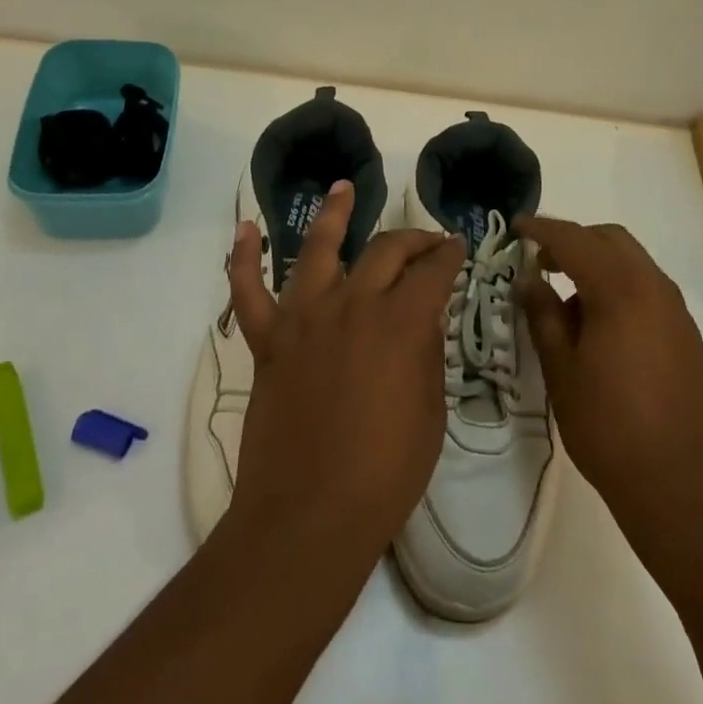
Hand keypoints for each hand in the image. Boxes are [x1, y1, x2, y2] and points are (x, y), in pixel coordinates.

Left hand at [223, 180, 463, 569]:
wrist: (310, 516)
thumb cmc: (385, 473)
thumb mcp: (429, 412)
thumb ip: (425, 354)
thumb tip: (422, 319)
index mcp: (400, 322)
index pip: (433, 271)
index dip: (450, 255)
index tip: (458, 247)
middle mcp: (353, 304)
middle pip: (385, 251)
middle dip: (412, 240)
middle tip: (427, 241)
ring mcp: (304, 318)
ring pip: (318, 249)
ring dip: (334, 215)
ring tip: (344, 188)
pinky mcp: (268, 340)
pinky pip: (249, 291)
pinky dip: (244, 258)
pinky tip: (246, 228)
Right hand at [516, 217, 702, 552]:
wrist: (680, 485)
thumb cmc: (608, 426)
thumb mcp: (561, 370)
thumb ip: (543, 315)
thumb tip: (530, 280)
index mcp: (619, 289)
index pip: (573, 239)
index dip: (541, 229)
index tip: (516, 227)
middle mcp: (653, 287)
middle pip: (610, 239)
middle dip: (573, 240)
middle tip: (541, 261)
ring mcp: (675, 310)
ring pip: (632, 261)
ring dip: (598, 263)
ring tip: (567, 300)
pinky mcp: (686, 334)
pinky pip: (648, 288)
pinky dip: (619, 286)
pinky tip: (600, 325)